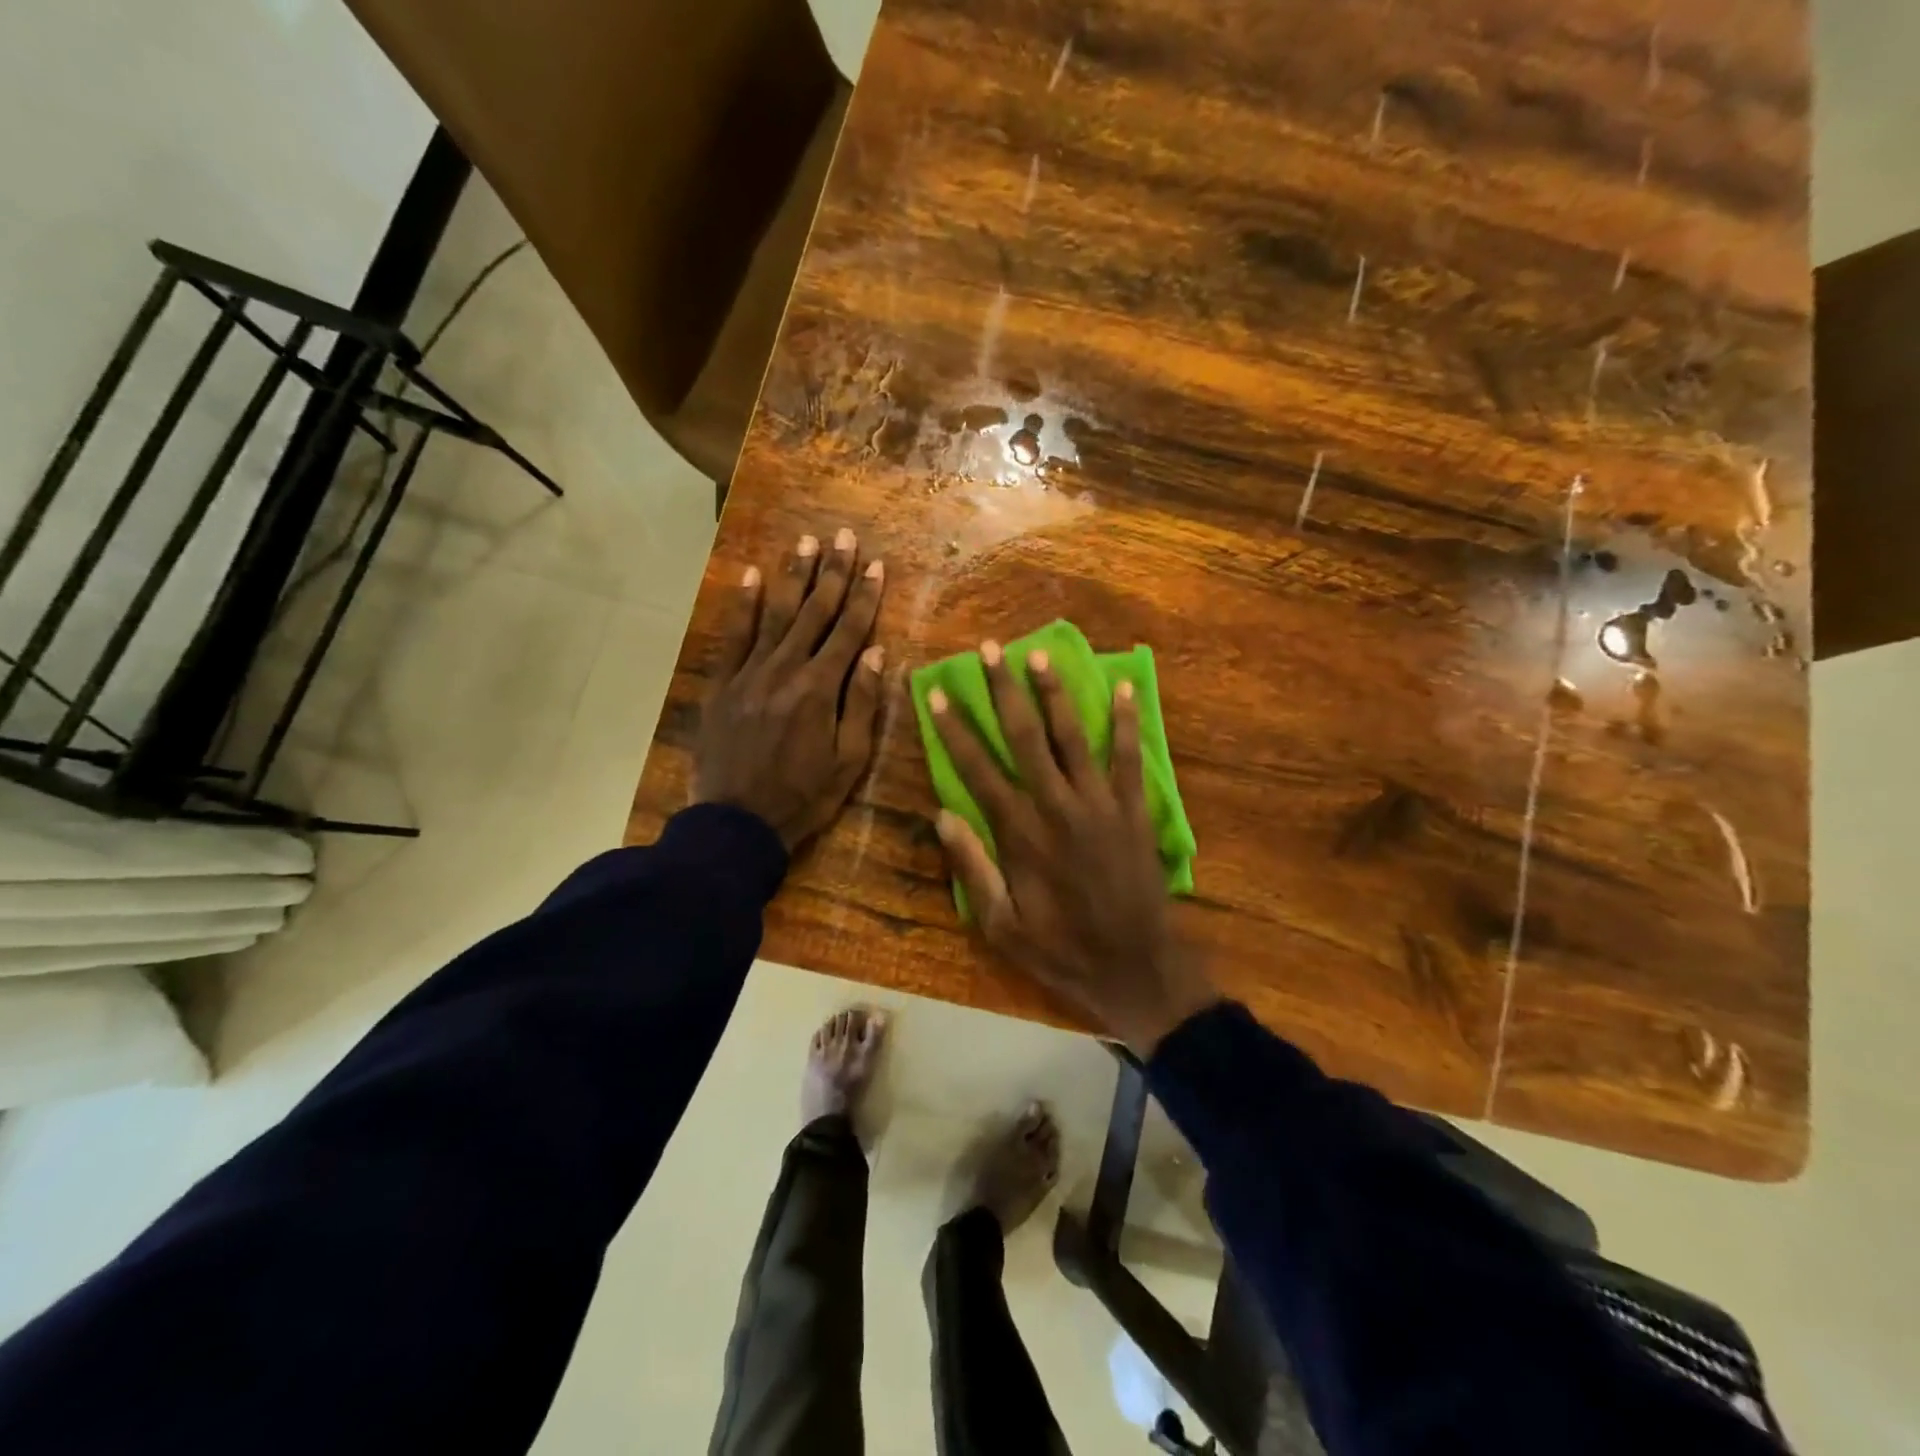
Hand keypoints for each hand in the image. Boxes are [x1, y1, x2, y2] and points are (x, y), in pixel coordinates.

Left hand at [691, 529, 886, 850]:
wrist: (737, 822)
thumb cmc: (803, 796)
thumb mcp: (849, 761)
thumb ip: (861, 705)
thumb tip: (876, 653)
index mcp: (821, 690)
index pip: (849, 632)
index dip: (864, 596)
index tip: (875, 564)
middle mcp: (786, 670)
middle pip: (814, 613)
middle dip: (832, 573)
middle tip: (843, 536)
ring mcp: (750, 673)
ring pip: (776, 614)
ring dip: (793, 576)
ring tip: (806, 542)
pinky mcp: (723, 684)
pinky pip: (734, 636)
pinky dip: (744, 604)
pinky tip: (753, 575)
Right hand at [927, 641, 1216, 1053]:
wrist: (1136, 968)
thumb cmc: (1061, 951)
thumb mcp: (1001, 925)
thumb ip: (972, 868)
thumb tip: (942, 814)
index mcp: (1020, 834)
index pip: (977, 769)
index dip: (954, 729)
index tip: (936, 693)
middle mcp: (1058, 806)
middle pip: (1025, 737)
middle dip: (1004, 690)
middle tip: (989, 649)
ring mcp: (1100, 804)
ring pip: (1073, 736)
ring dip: (1055, 694)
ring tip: (1039, 655)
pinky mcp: (1133, 809)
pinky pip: (1129, 757)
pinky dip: (1127, 722)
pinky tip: (1124, 687)